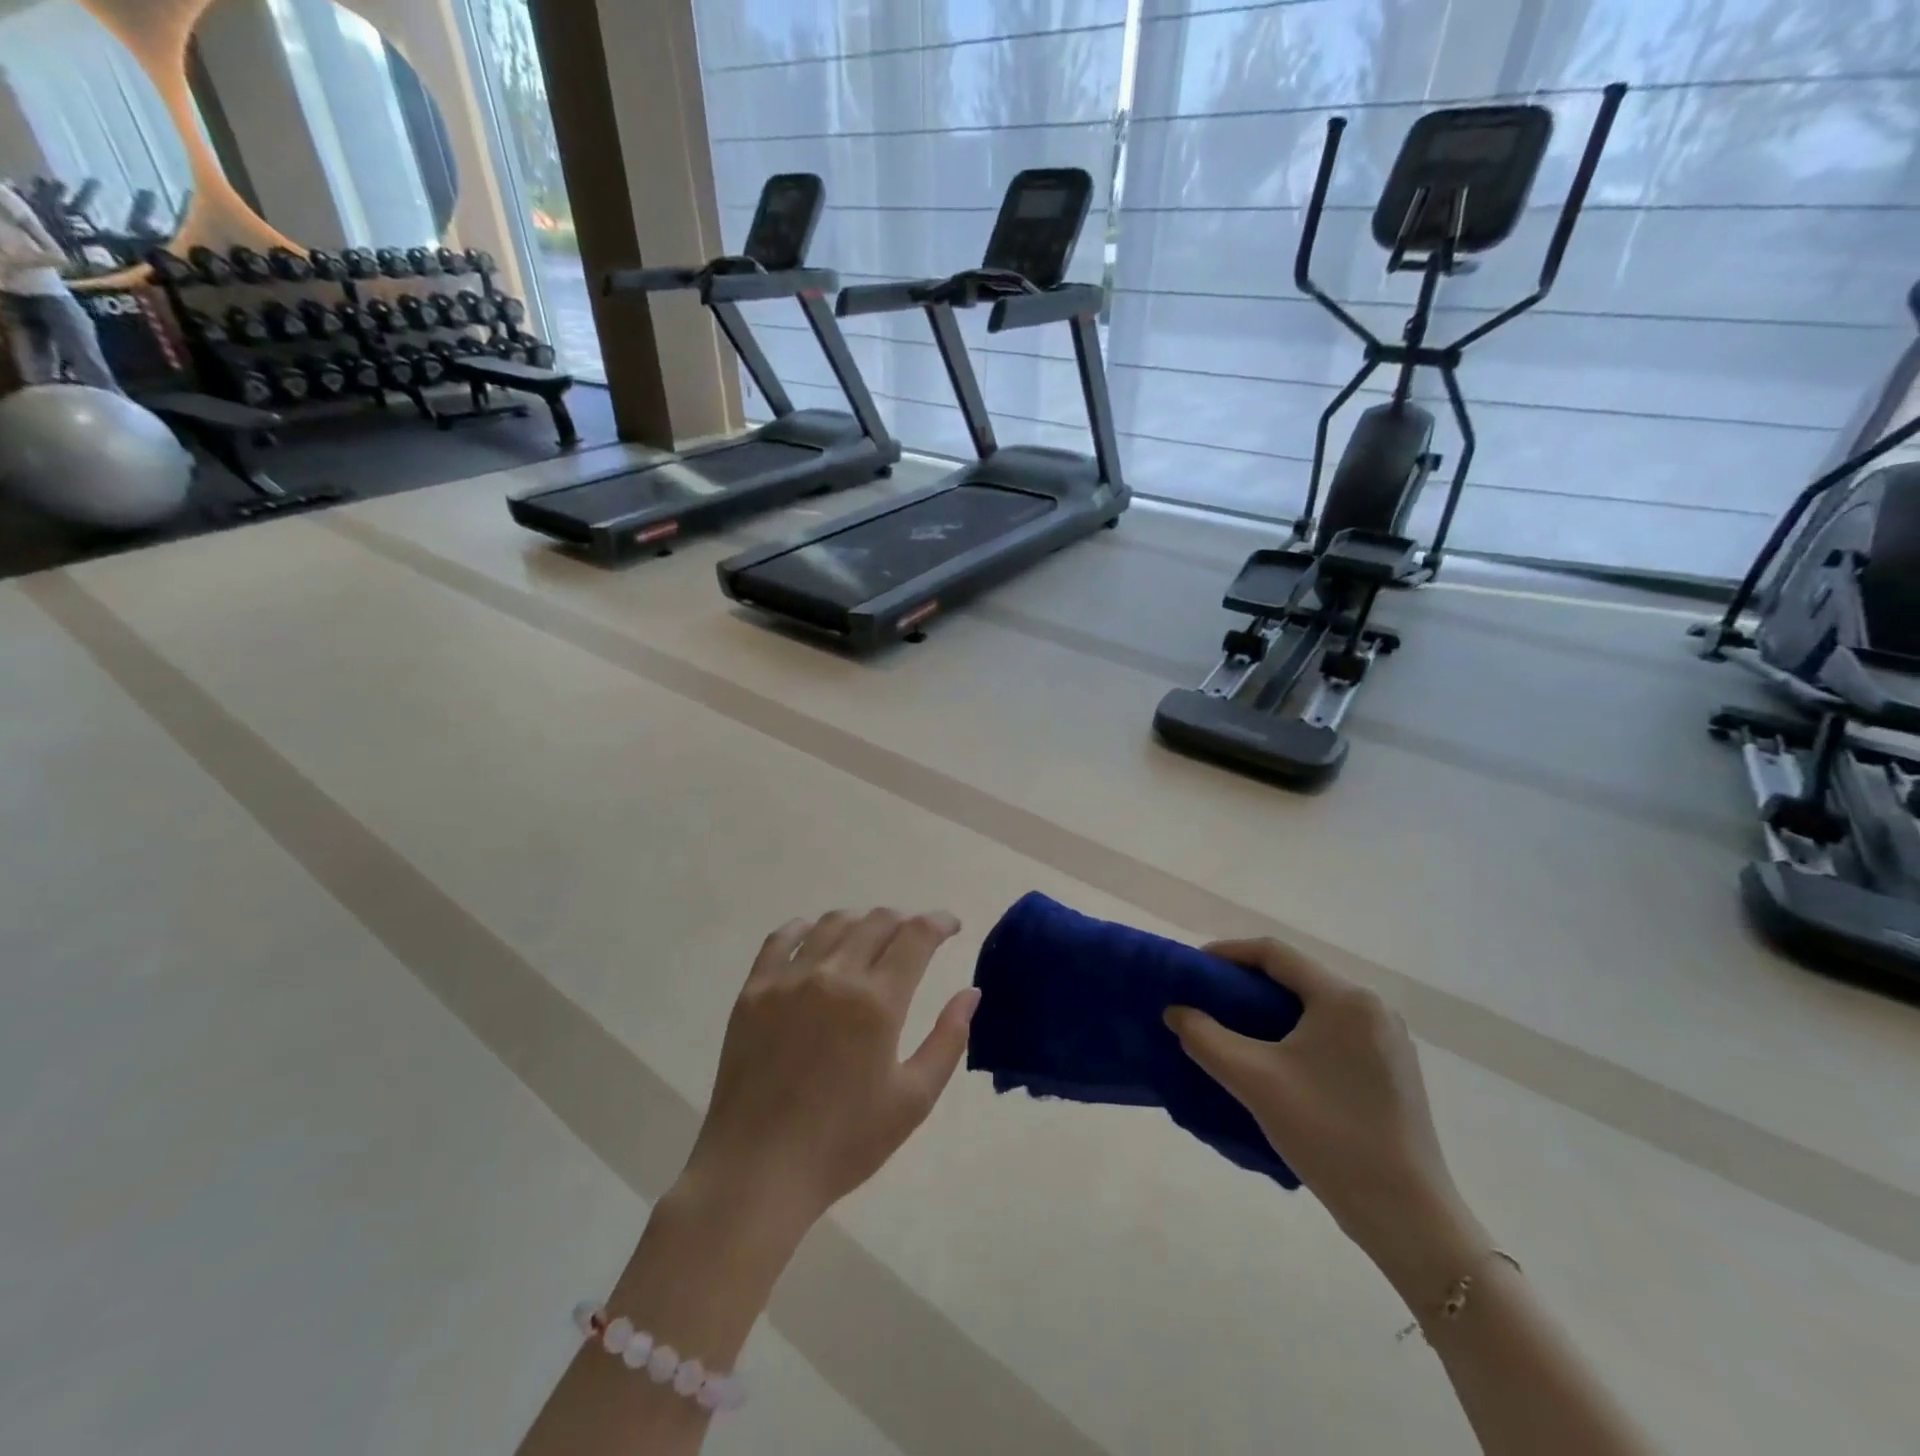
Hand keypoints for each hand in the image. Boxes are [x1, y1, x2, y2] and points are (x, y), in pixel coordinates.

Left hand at [678, 909, 980, 1235]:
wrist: (758, 1171)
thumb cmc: (844, 1143)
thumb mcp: (913, 1099)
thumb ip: (948, 1040)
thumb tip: (970, 993)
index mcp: (877, 1002)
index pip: (916, 935)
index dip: (939, 922)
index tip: (951, 926)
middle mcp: (834, 976)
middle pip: (877, 921)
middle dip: (905, 921)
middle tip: (915, 937)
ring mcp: (788, 980)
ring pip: (832, 923)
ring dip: (861, 921)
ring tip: (871, 936)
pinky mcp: (753, 991)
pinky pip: (780, 939)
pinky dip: (804, 928)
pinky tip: (814, 935)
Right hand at [1165, 940, 1479, 1286]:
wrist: (1407, 1217)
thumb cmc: (1328, 1135)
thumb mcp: (1254, 1081)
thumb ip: (1205, 1037)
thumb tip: (1176, 1011)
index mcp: (1345, 998)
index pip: (1275, 953)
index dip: (1228, 953)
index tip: (1194, 969)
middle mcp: (1373, 1006)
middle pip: (1297, 976)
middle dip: (1247, 982)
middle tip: (1208, 1000)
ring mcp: (1389, 1038)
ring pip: (1315, 1004)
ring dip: (1271, 1008)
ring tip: (1234, 1028)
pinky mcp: (1393, 1068)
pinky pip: (1334, 1030)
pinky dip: (1298, 1031)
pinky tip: (1276, 1058)